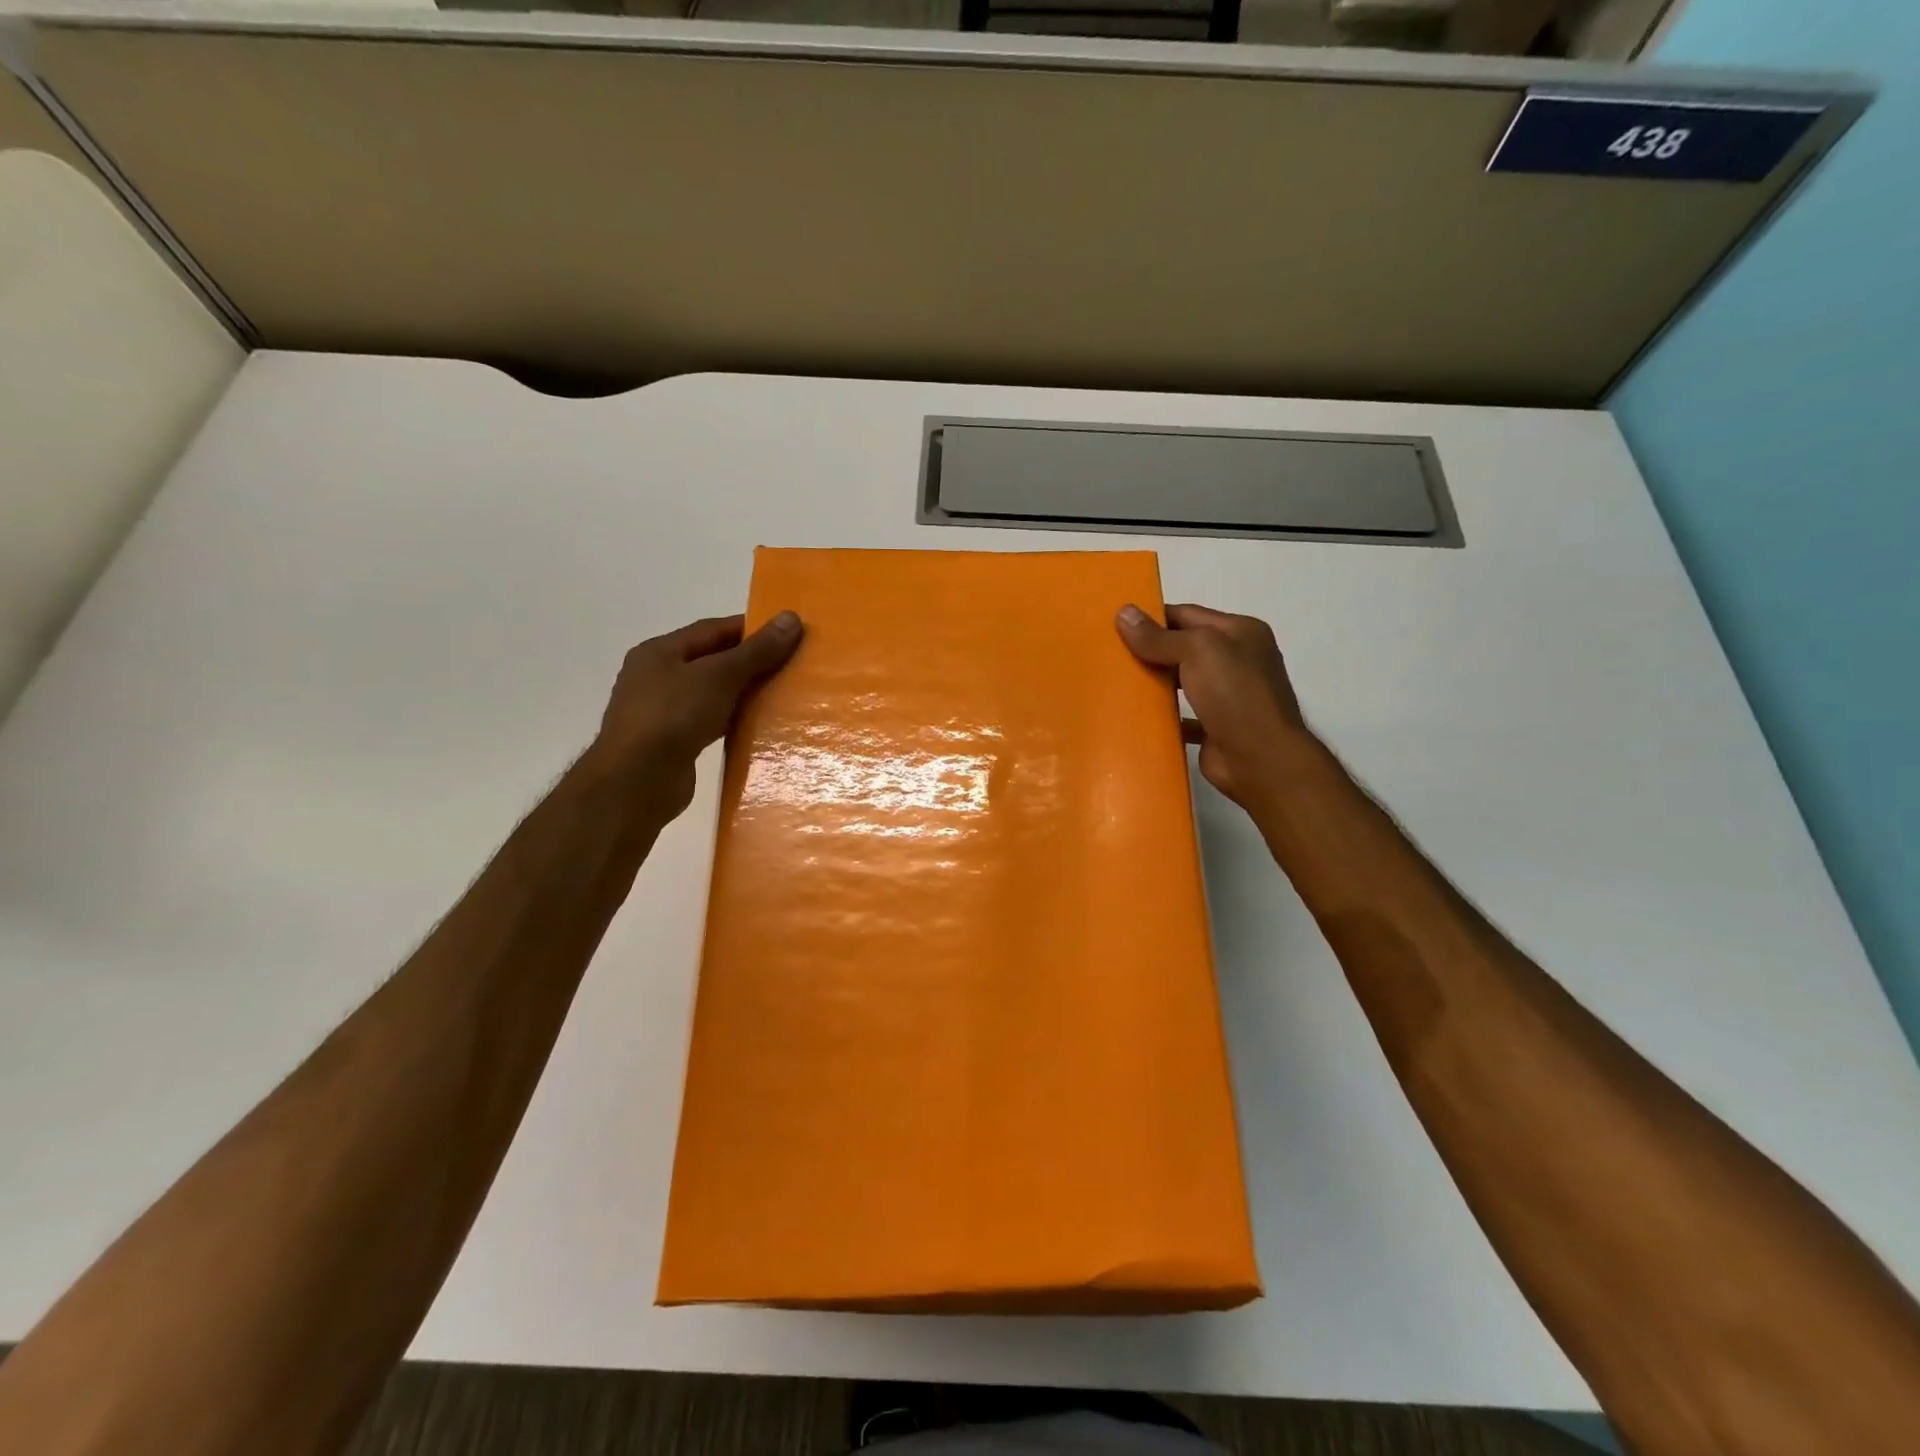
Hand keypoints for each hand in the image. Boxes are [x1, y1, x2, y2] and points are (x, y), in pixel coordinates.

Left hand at [586, 612, 802, 819]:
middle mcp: (656, 677)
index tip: (787, 634)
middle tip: (791, 664)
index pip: (712, 629)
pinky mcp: (672, 743)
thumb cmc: (673, 716)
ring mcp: (662, 712)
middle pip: (712, 661)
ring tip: (782, 694)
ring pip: (712, 694)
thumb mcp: (719, 676)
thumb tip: (791, 618)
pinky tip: (758, 726)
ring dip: (743, 693)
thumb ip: (757, 650)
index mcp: (659, 651)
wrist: (637, 782)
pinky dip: (732, 721)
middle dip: (750, 662)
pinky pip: (709, 723)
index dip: (751, 629)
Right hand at [1116, 603, 1310, 807]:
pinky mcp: (1215, 727)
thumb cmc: (1234, 695)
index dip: (1153, 617)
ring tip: (1115, 681)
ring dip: (1154, 681)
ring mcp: (1227, 695)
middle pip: (1184, 647)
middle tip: (1109, 652)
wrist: (1260, 760)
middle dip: (1150, 649)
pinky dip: (1161, 715)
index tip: (1116, 623)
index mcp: (1240, 632)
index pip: (1188, 614)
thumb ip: (1159, 636)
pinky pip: (1181, 715)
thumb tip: (1123, 612)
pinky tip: (1134, 714)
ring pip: (1182, 681)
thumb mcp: (1197, 651)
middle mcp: (1237, 660)